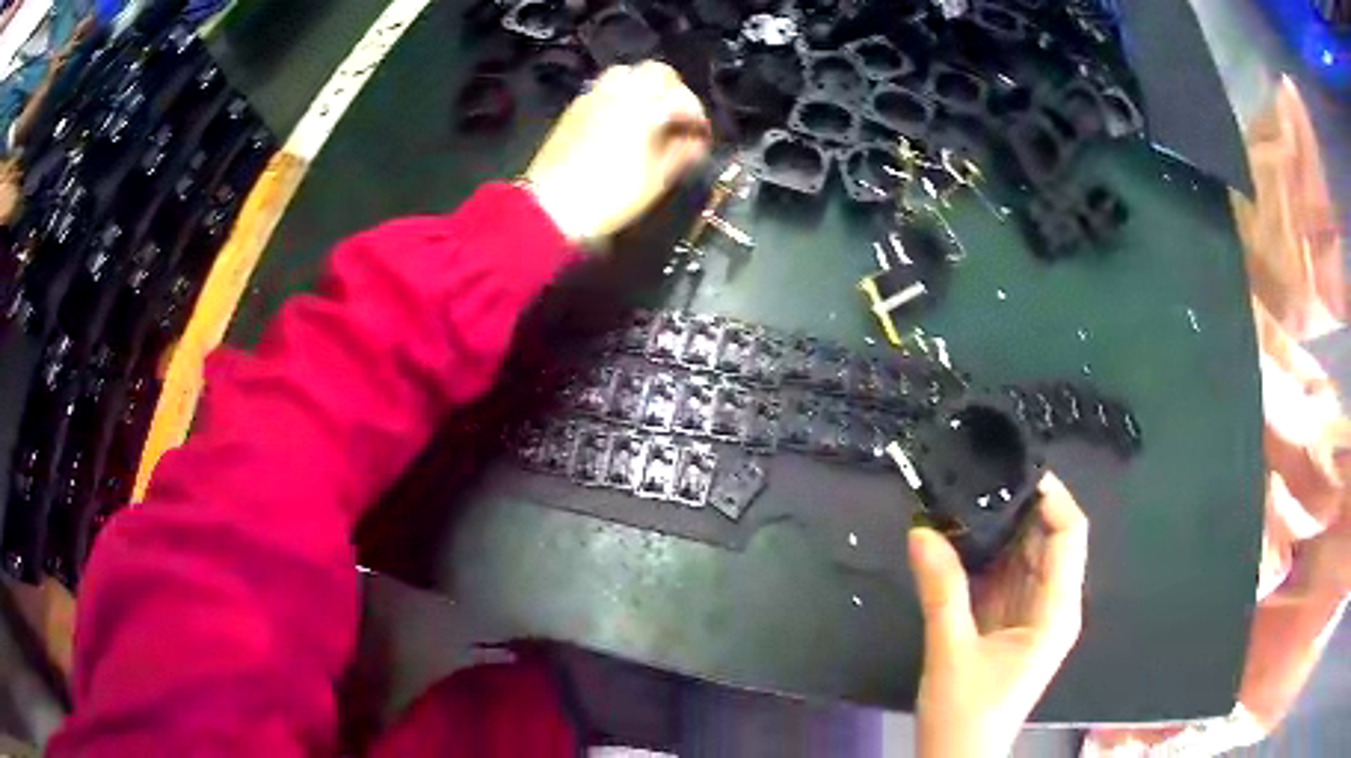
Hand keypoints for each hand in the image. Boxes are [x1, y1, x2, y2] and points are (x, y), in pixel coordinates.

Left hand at [524, 61, 711, 243]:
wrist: (551, 206)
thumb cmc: (611, 194)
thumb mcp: (657, 180)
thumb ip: (682, 153)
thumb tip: (696, 142)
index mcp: (646, 106)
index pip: (684, 98)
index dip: (698, 116)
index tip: (702, 136)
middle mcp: (621, 91)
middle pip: (657, 72)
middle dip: (674, 91)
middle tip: (678, 118)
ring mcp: (594, 95)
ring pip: (627, 74)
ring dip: (645, 88)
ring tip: (651, 115)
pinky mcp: (575, 107)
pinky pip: (605, 88)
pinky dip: (621, 96)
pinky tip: (623, 121)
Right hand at [909, 473, 1088, 757]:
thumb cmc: (966, 713)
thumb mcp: (951, 651)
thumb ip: (941, 589)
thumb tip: (921, 530)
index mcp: (1057, 610)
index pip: (1068, 534)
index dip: (1051, 496)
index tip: (1013, 467)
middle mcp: (1052, 604)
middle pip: (1047, 538)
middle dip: (1018, 505)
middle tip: (977, 474)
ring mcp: (1031, 613)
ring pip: (1024, 554)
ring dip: (998, 528)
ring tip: (963, 495)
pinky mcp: (1009, 622)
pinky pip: (1004, 575)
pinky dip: (984, 555)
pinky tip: (958, 536)